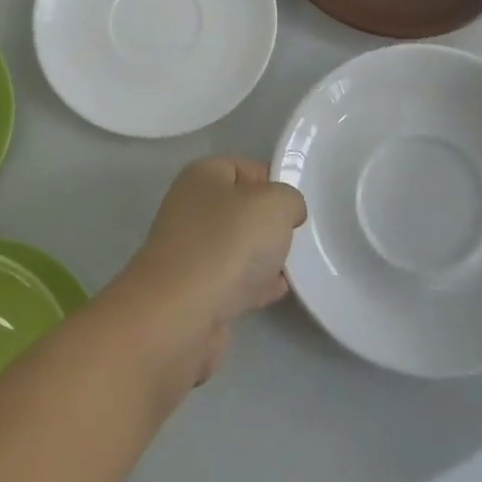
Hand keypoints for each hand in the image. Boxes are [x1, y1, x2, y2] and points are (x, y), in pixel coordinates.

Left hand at [109, 158, 305, 385]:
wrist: (181, 314)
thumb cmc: (228, 243)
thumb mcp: (275, 204)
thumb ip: (290, 199)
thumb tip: (287, 212)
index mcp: (203, 176)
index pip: (247, 168)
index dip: (276, 182)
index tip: (299, 206)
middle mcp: (192, 208)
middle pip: (243, 209)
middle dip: (272, 223)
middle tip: (300, 237)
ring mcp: (191, 250)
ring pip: (240, 246)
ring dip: (265, 256)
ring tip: (296, 266)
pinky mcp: (195, 290)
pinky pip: (235, 279)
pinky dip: (255, 284)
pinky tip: (279, 291)